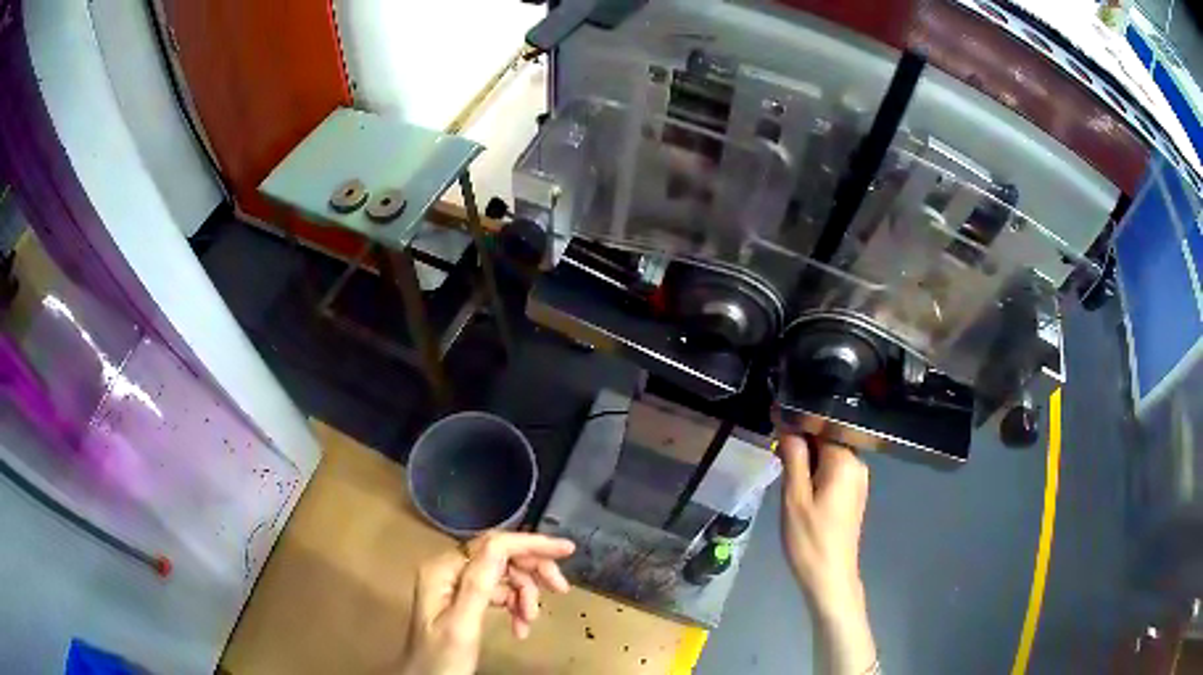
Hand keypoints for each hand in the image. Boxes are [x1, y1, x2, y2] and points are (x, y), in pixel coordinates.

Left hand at [399, 532, 575, 674]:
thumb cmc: (442, 659)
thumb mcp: (462, 625)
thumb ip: (480, 584)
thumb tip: (503, 545)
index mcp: (443, 570)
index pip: (493, 544)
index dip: (531, 543)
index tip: (566, 550)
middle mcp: (449, 570)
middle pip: (501, 556)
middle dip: (532, 573)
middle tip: (560, 589)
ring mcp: (456, 585)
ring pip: (504, 575)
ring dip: (524, 595)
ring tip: (530, 620)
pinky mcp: (464, 601)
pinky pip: (499, 593)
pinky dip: (515, 607)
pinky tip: (520, 627)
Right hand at [779, 434, 876, 674]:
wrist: (830, 576)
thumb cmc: (809, 538)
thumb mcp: (794, 497)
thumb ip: (792, 456)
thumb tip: (786, 423)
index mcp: (845, 461)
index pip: (822, 424)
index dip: (797, 421)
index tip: (773, 421)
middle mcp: (857, 464)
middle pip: (827, 437)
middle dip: (801, 440)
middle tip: (774, 450)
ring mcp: (858, 479)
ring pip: (829, 454)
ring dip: (807, 456)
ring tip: (783, 465)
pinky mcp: (853, 493)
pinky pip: (834, 469)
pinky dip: (816, 469)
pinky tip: (799, 483)